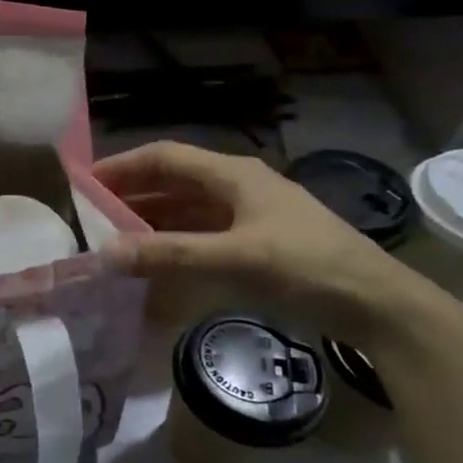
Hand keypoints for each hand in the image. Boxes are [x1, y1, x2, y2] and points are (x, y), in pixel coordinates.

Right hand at [94, 142, 455, 348]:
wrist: (379, 305)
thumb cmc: (308, 268)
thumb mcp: (236, 259)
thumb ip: (170, 255)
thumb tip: (105, 254)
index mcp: (234, 175)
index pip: (165, 157)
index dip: (122, 166)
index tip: (83, 184)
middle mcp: (237, 187)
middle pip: (172, 181)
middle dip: (130, 195)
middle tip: (89, 216)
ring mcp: (248, 215)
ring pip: (185, 209)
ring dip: (149, 220)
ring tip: (111, 239)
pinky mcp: (255, 242)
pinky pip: (201, 234)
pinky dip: (173, 242)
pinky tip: (153, 260)